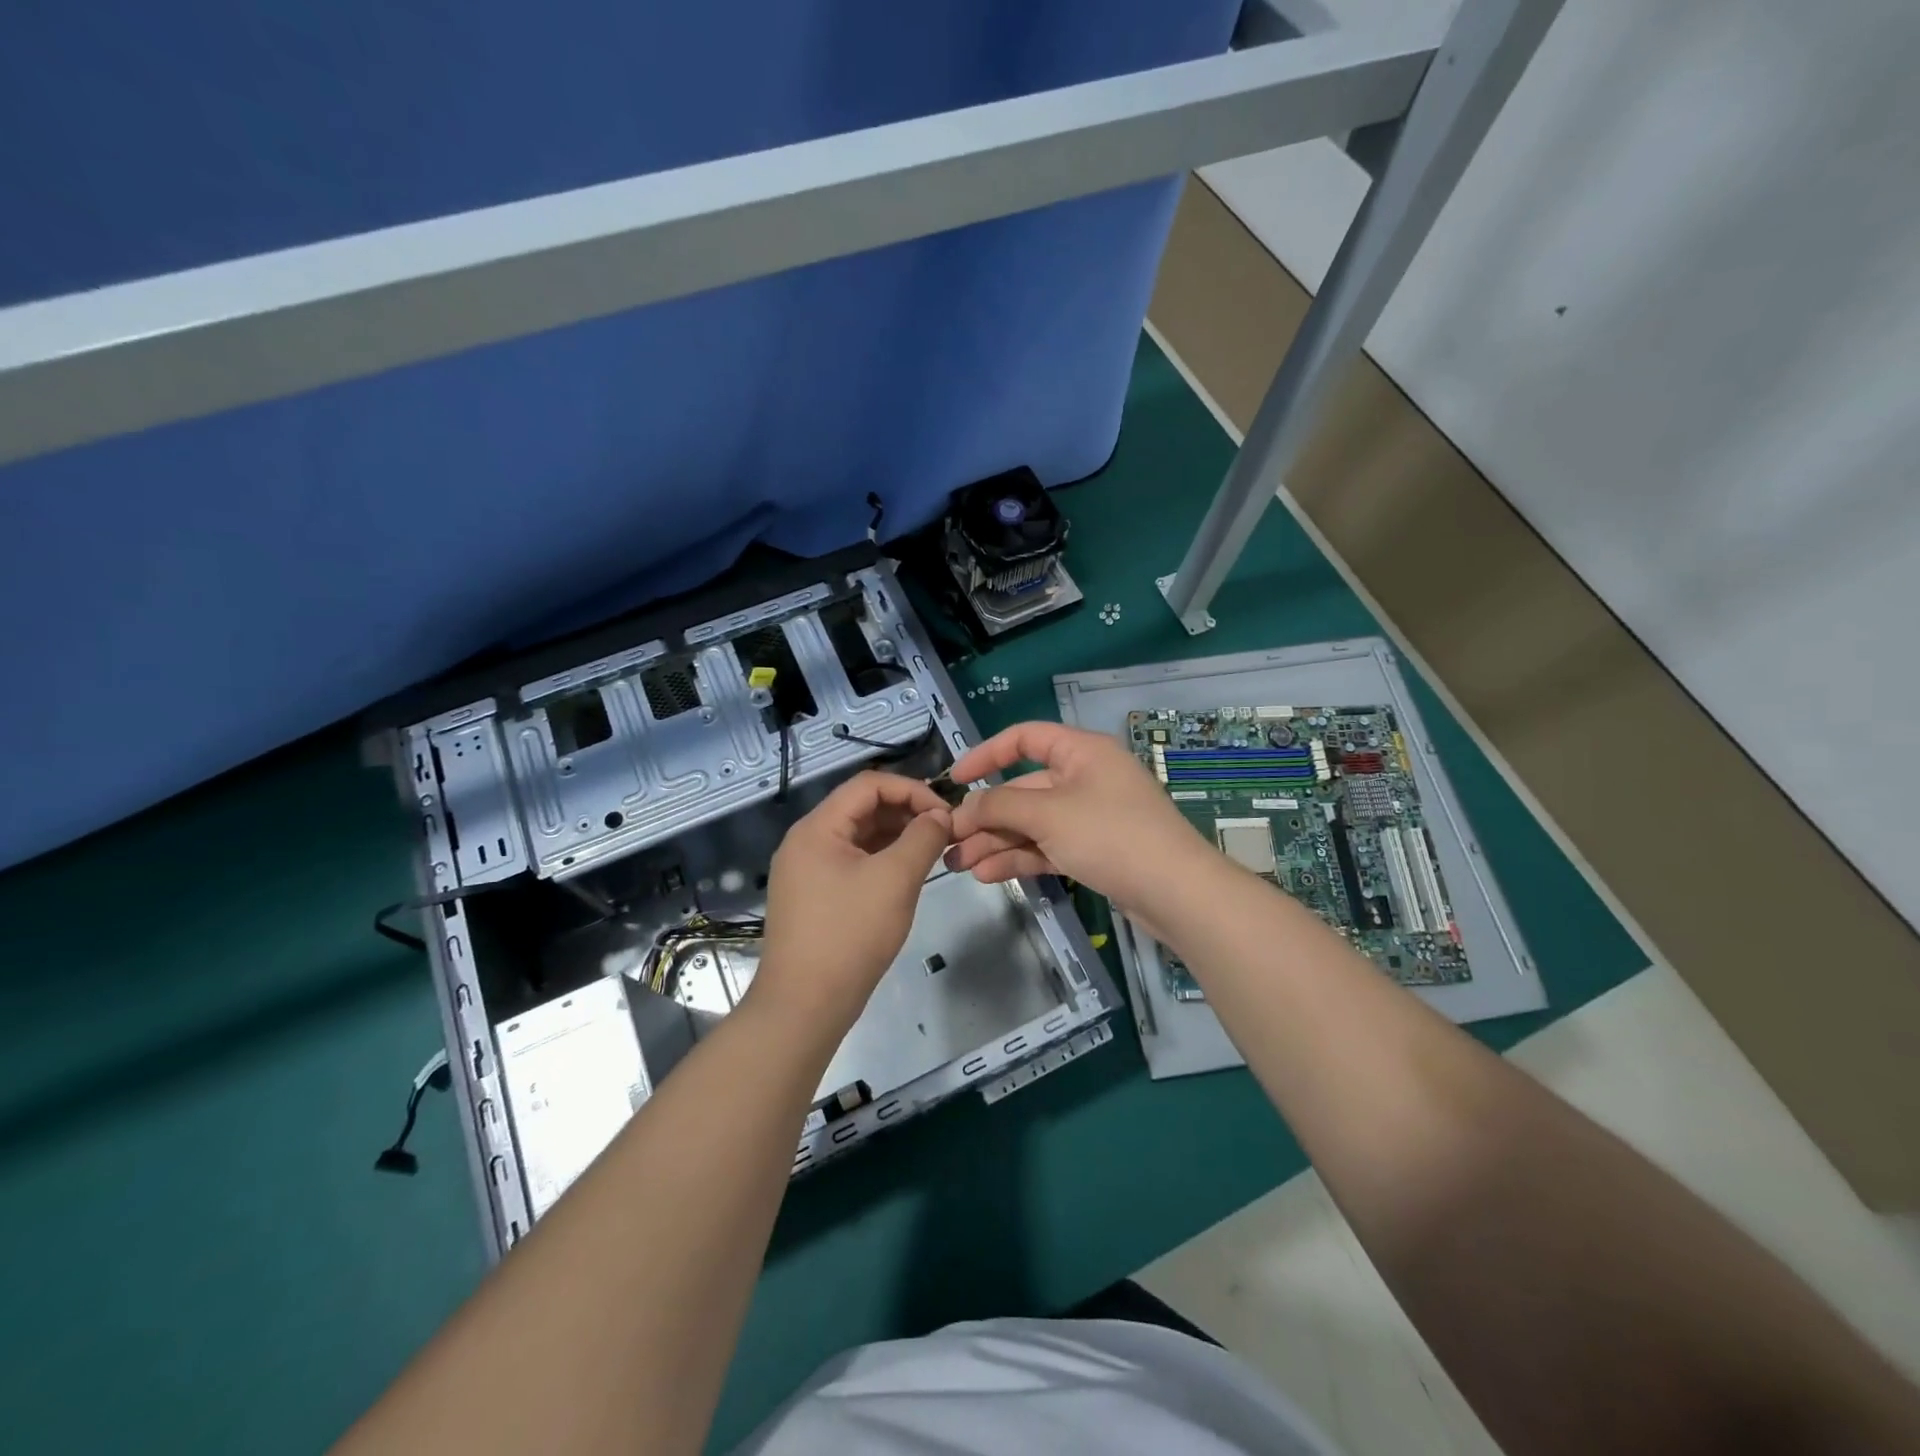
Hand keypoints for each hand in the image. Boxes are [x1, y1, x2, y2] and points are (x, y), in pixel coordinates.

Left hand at [753, 771, 951, 1038]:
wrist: (804, 1006)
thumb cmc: (850, 935)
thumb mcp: (895, 880)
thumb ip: (923, 838)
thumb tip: (941, 815)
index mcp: (817, 828)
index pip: (868, 785)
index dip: (911, 789)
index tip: (945, 812)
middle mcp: (807, 841)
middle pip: (862, 807)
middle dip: (906, 812)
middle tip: (944, 832)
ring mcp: (807, 870)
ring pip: (859, 836)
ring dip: (897, 836)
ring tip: (933, 851)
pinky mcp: (814, 895)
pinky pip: (853, 861)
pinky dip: (882, 859)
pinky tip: (907, 873)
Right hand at [945, 722, 1210, 914]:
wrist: (1177, 893)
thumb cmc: (1111, 835)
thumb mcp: (1048, 814)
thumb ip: (1000, 805)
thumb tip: (965, 806)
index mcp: (1081, 752)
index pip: (1025, 738)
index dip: (987, 754)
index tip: (955, 779)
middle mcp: (1085, 778)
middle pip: (1023, 788)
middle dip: (986, 815)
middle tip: (949, 841)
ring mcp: (1090, 816)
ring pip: (1032, 822)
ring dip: (996, 840)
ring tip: (959, 865)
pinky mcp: (1094, 850)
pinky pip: (1047, 846)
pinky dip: (1019, 857)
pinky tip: (988, 874)